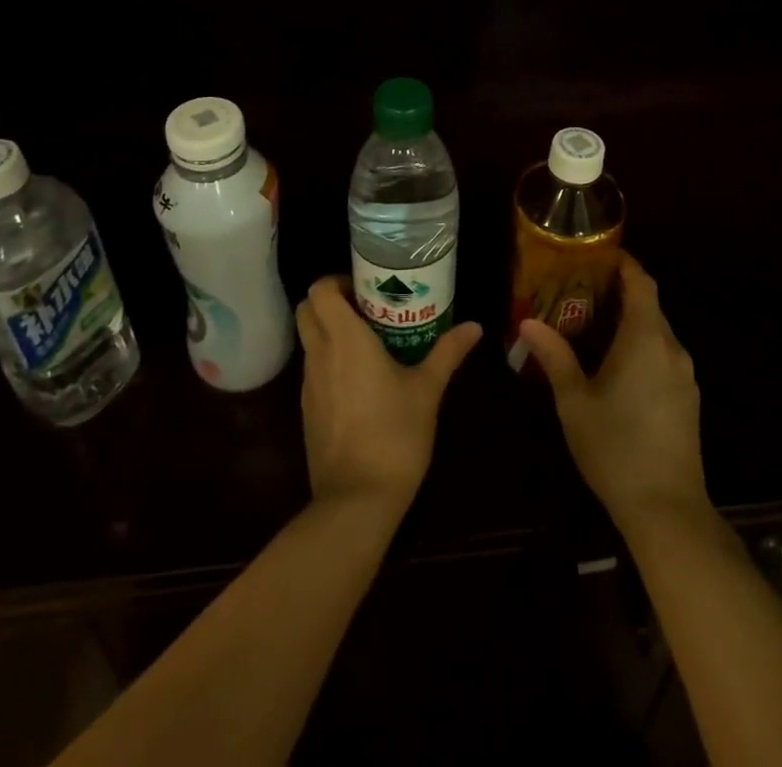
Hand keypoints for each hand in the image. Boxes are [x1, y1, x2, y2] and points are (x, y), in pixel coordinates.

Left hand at [296, 276, 481, 514]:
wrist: (357, 500)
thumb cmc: (395, 434)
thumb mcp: (427, 390)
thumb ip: (448, 352)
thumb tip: (474, 326)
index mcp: (345, 340)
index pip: (319, 290)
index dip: (336, 282)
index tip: (365, 289)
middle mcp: (320, 355)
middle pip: (307, 310)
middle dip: (329, 303)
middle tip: (366, 310)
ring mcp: (308, 384)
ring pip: (309, 341)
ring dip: (329, 333)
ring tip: (369, 344)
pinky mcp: (307, 410)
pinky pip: (313, 370)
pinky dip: (329, 362)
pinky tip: (360, 381)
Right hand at [517, 252, 706, 527]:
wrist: (668, 510)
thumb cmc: (616, 448)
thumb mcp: (574, 401)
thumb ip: (554, 357)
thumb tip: (528, 322)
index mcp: (645, 339)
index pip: (642, 283)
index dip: (625, 264)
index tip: (599, 254)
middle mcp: (671, 348)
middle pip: (650, 305)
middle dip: (620, 291)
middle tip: (582, 289)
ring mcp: (684, 375)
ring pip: (657, 331)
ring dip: (631, 320)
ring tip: (594, 323)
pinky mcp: (688, 399)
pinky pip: (663, 355)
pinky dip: (642, 345)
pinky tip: (617, 364)